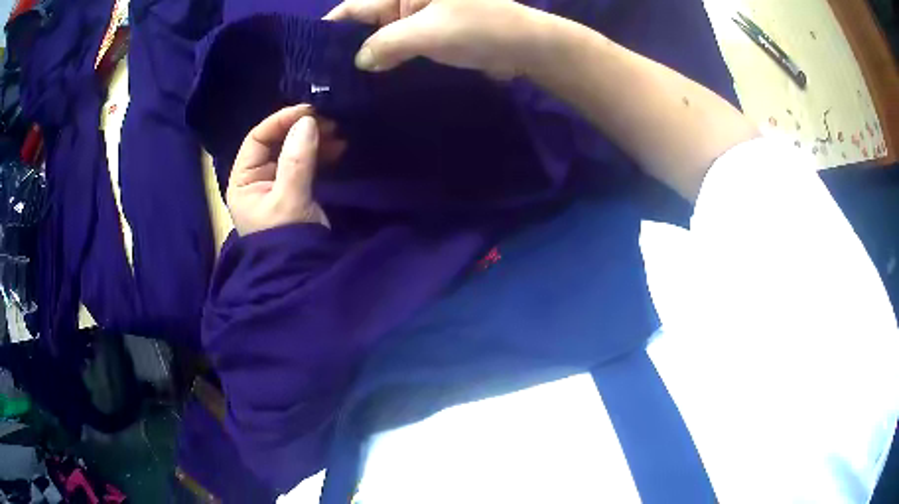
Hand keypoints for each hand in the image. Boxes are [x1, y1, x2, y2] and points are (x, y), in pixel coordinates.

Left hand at [227, 105, 345, 234]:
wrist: (301, 273)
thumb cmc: (286, 239)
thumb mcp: (289, 199)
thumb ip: (297, 160)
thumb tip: (308, 120)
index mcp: (243, 180)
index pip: (257, 138)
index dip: (281, 121)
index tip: (308, 111)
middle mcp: (257, 178)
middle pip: (276, 142)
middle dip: (301, 129)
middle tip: (328, 120)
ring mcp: (277, 183)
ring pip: (293, 150)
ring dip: (314, 139)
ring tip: (337, 133)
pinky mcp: (295, 189)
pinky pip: (306, 163)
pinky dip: (321, 153)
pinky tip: (338, 147)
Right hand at [324, 0, 544, 79]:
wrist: (525, 47)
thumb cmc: (479, 30)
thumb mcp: (427, 32)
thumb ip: (385, 44)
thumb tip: (359, 61)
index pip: (355, 6)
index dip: (331, 28)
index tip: (310, 55)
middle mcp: (406, 0)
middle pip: (364, 21)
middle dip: (346, 47)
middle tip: (323, 79)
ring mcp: (418, 18)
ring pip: (381, 36)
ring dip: (366, 57)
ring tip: (340, 85)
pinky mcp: (430, 35)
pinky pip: (400, 46)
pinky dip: (387, 61)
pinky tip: (371, 81)